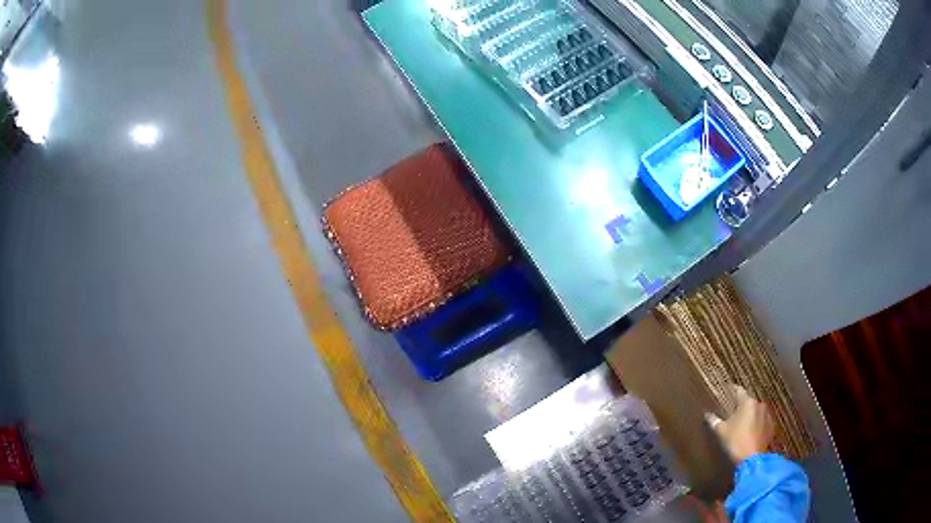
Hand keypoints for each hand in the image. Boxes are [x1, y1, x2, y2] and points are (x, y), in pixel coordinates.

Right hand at [705, 385, 773, 462]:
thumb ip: (714, 421)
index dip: (731, 391)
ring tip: (742, 424)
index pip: (739, 391)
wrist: (752, 459)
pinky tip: (751, 432)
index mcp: (747, 402)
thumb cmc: (735, 442)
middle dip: (741, 407)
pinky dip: (757, 424)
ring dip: (750, 415)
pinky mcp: (771, 426)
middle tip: (732, 413)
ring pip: (756, 411)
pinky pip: (762, 421)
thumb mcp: (721, 432)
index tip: (726, 392)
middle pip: (748, 402)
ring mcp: (767, 415)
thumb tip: (707, 414)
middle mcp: (759, 405)